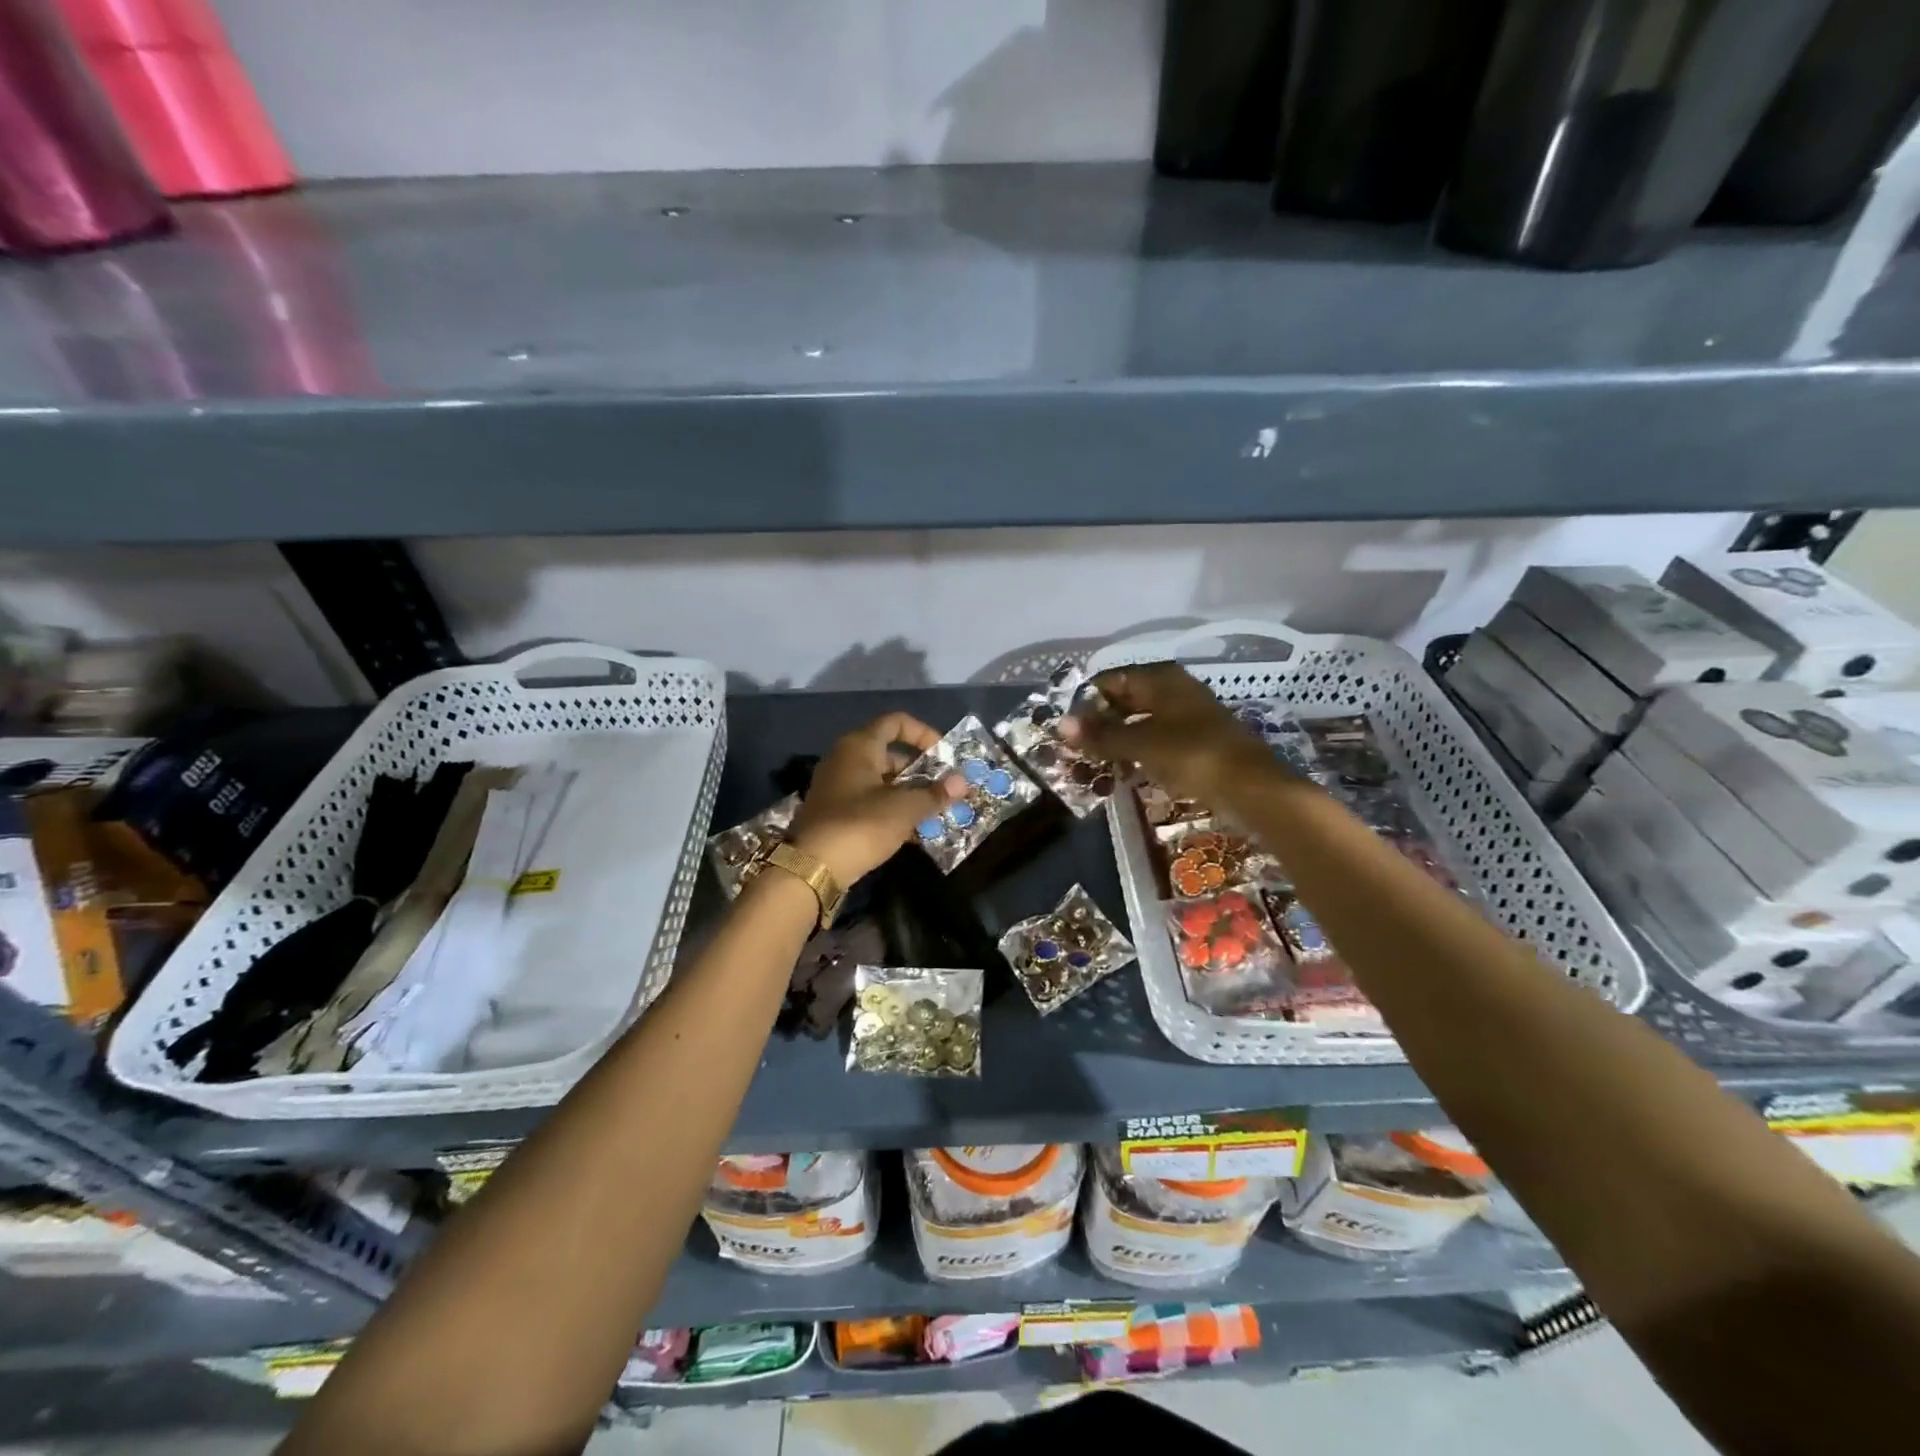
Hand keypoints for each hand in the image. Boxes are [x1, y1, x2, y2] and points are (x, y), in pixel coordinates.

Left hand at [787, 712, 965, 885]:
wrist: (812, 868)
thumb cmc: (861, 825)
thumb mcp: (904, 809)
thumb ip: (934, 794)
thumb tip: (962, 781)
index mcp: (859, 746)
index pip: (895, 722)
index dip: (923, 733)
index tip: (944, 754)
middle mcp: (845, 759)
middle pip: (890, 754)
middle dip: (920, 770)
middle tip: (944, 788)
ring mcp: (837, 786)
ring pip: (881, 781)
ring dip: (909, 793)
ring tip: (936, 811)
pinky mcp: (835, 812)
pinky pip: (870, 801)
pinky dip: (892, 810)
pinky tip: (914, 831)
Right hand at [1062, 662, 1282, 804]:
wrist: (1252, 787)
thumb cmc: (1192, 755)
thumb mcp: (1140, 744)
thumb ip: (1101, 734)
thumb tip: (1059, 723)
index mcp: (1160, 678)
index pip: (1110, 680)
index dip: (1085, 701)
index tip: (1065, 726)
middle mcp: (1174, 689)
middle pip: (1126, 699)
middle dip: (1100, 723)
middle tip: (1075, 747)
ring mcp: (1188, 715)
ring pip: (1141, 721)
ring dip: (1117, 740)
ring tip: (1093, 762)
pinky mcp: (1196, 740)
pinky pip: (1157, 739)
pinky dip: (1137, 751)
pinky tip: (1124, 770)